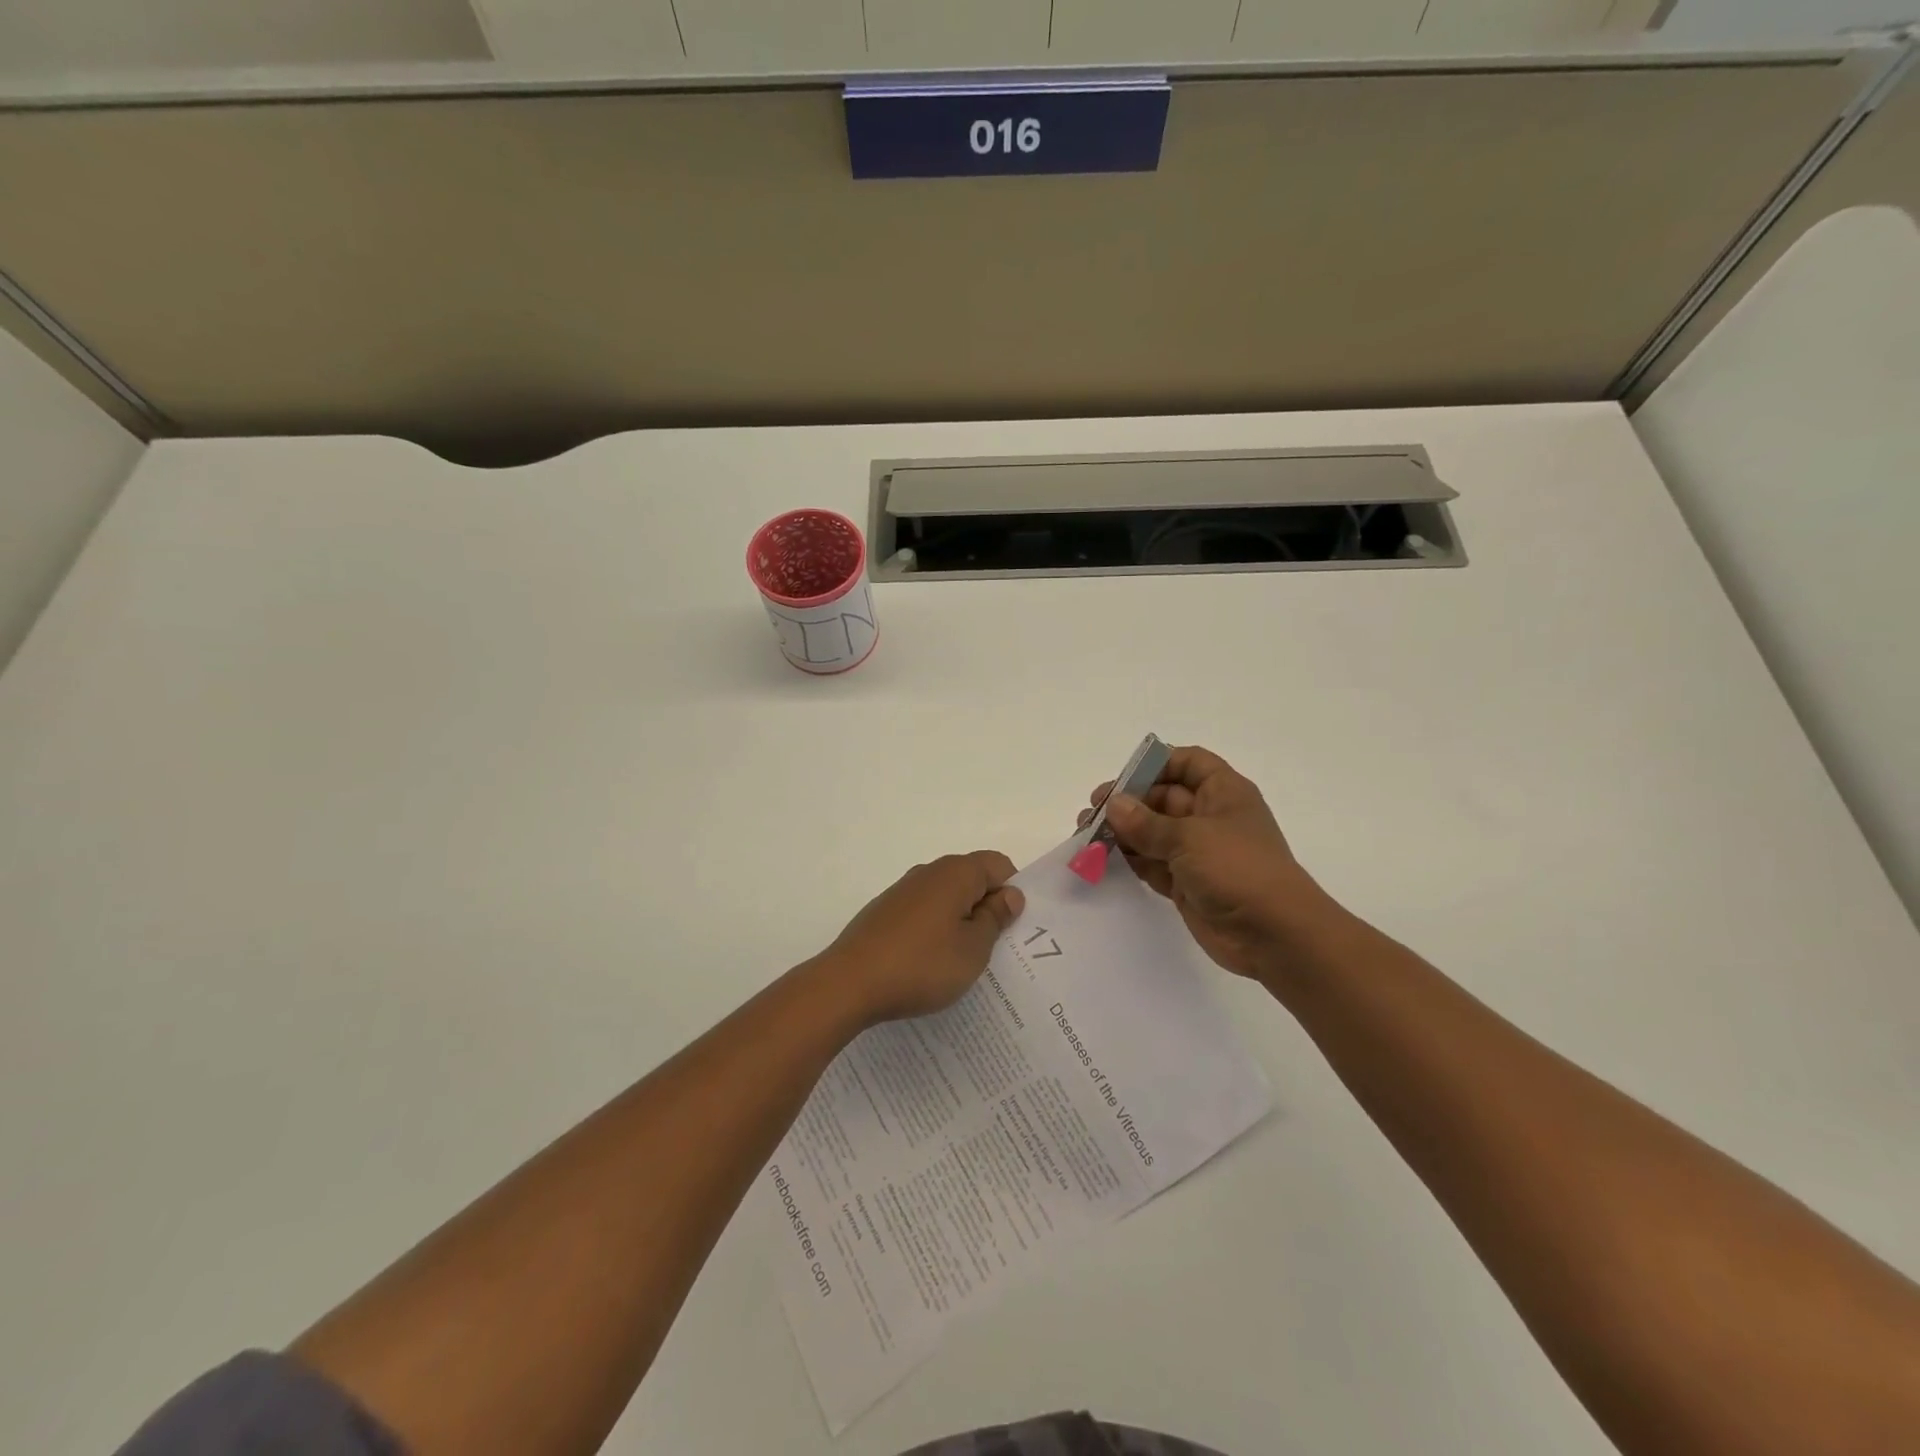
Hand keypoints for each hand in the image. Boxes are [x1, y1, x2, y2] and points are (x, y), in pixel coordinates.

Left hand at [815, 852, 1025, 1025]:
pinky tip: (930, 964)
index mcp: (955, 873)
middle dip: (987, 908)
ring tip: (962, 962)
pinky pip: (923, 913)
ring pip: (946, 898)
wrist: (849, 983)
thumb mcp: (973, 949)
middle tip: (995, 950)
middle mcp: (928, 872)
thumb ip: (995, 918)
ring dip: (960, 922)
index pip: (998, 865)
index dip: (1012, 892)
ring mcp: (902, 892)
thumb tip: (1010, 894)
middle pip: (971, 879)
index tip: (1012, 928)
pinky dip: (934, 931)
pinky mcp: (884, 913)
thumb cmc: (922, 965)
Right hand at [1082, 746, 1336, 980]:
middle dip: (1127, 803)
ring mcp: (1198, 852)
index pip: (1188, 763)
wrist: (1274, 935)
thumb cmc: (1238, 869)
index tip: (1123, 778)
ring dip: (1122, 833)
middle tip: (1091, 813)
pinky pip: (1152, 864)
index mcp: (1223, 793)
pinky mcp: (1187, 883)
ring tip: (1086, 836)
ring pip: (1152, 833)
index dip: (1156, 764)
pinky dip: (1130, 861)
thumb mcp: (1189, 837)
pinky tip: (1102, 860)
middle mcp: (1209, 817)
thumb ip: (1146, 822)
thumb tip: (1114, 805)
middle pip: (1162, 798)